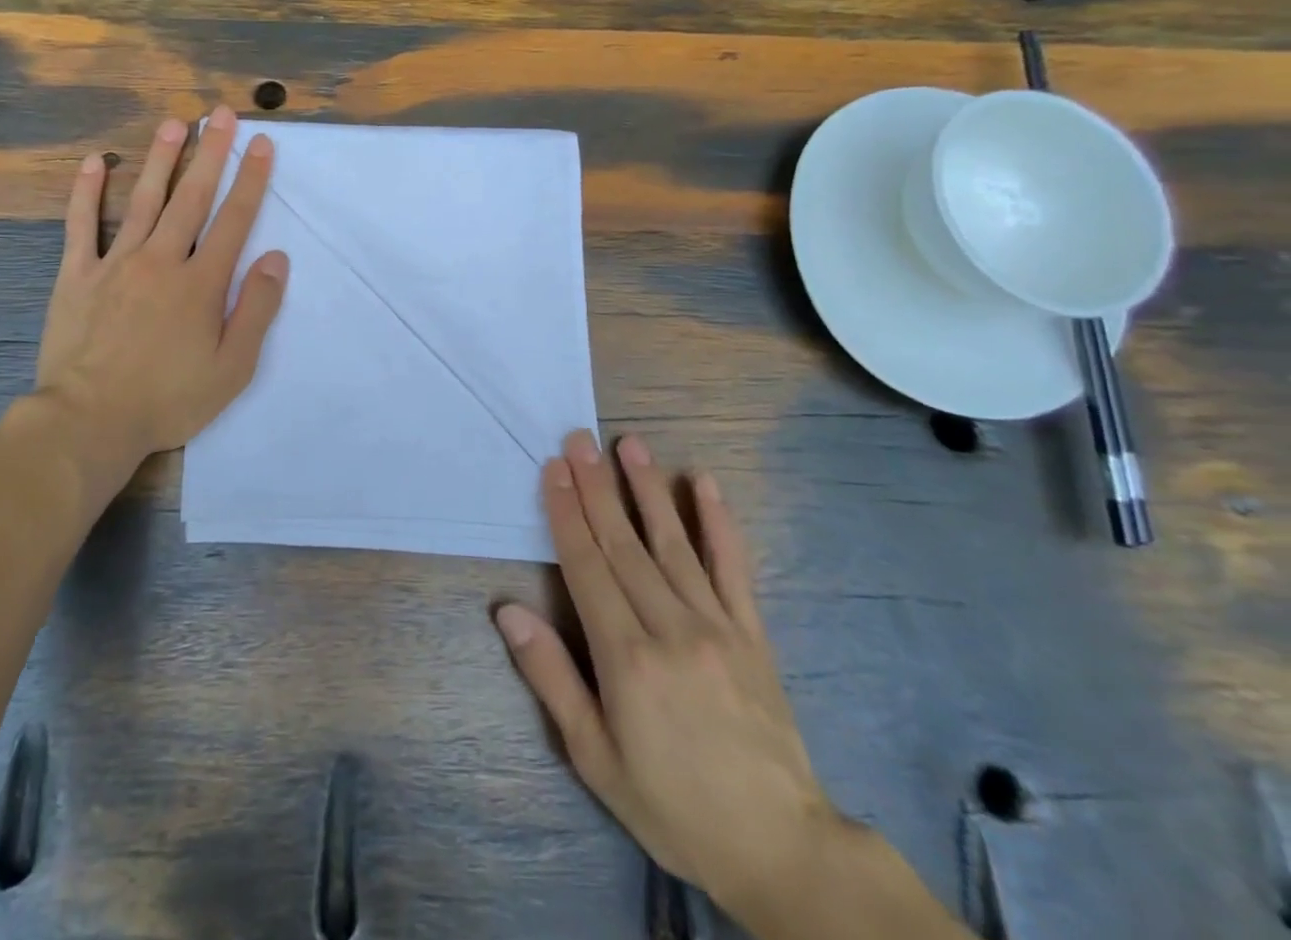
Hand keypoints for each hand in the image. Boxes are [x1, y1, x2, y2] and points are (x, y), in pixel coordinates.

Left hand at [35, 106, 287, 498]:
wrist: (90, 420)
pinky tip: (93, 162)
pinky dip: (87, 192)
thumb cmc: (169, 399)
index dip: (251, 179)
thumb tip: (276, 259)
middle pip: (192, 197)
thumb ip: (257, 309)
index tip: (261, 143)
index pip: (234, 219)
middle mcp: (162, 260)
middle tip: (221, 113)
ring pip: (143, 200)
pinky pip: (81, 226)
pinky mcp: (76, 275)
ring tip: (174, 122)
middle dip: (211, 152)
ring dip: (161, 159)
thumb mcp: (232, 368)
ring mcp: (116, 263)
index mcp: (201, 283)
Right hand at [494, 431, 838, 919]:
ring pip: (673, 544)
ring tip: (630, 444)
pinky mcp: (753, 634)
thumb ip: (552, 678)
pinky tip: (705, 485)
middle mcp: (670, 628)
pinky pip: (734, 569)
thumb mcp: (596, 757)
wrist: (782, 850)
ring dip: (648, 489)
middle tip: (580, 439)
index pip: (587, 566)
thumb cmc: (673, 806)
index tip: (554, 468)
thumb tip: (508, 611)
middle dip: (597, 487)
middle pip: (624, 544)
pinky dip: (719, 524)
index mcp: (626, 657)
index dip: (567, 513)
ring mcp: (717, 626)